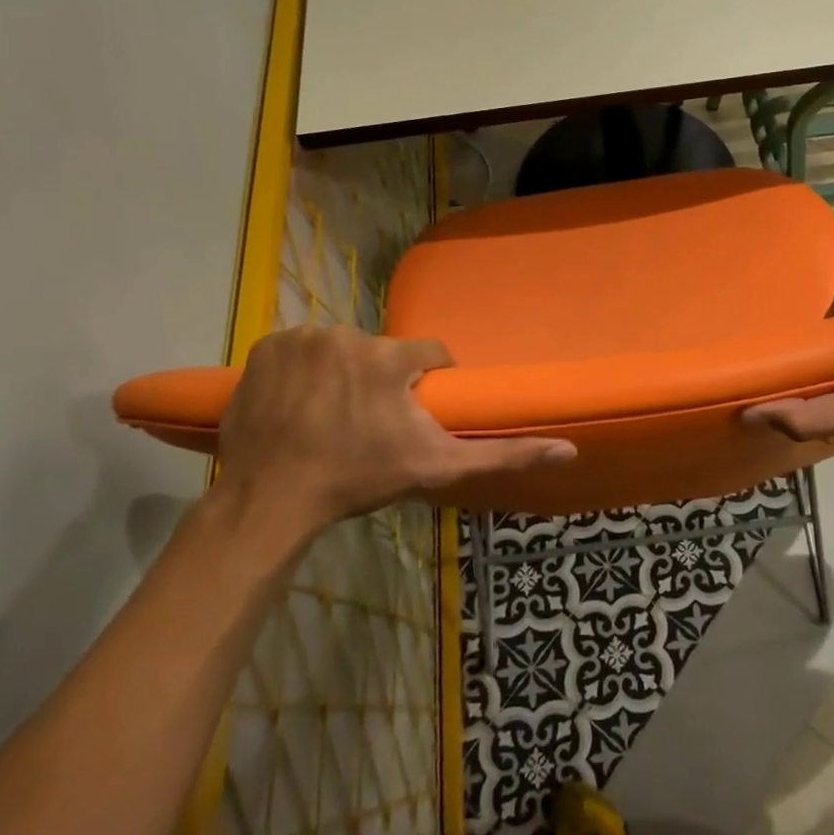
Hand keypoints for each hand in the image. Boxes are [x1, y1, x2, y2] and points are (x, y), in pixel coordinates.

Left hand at [215, 324, 573, 541]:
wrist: (270, 499)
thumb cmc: (359, 480)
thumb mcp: (438, 468)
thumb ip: (503, 454)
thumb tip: (569, 449)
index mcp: (390, 358)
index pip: (429, 354)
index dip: (428, 382)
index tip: (415, 412)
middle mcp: (347, 335)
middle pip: (381, 352)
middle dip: (381, 381)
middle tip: (369, 423)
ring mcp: (301, 339)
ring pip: (340, 349)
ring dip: (342, 374)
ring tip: (331, 416)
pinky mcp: (265, 348)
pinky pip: (299, 349)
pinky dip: (302, 370)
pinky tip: (299, 404)